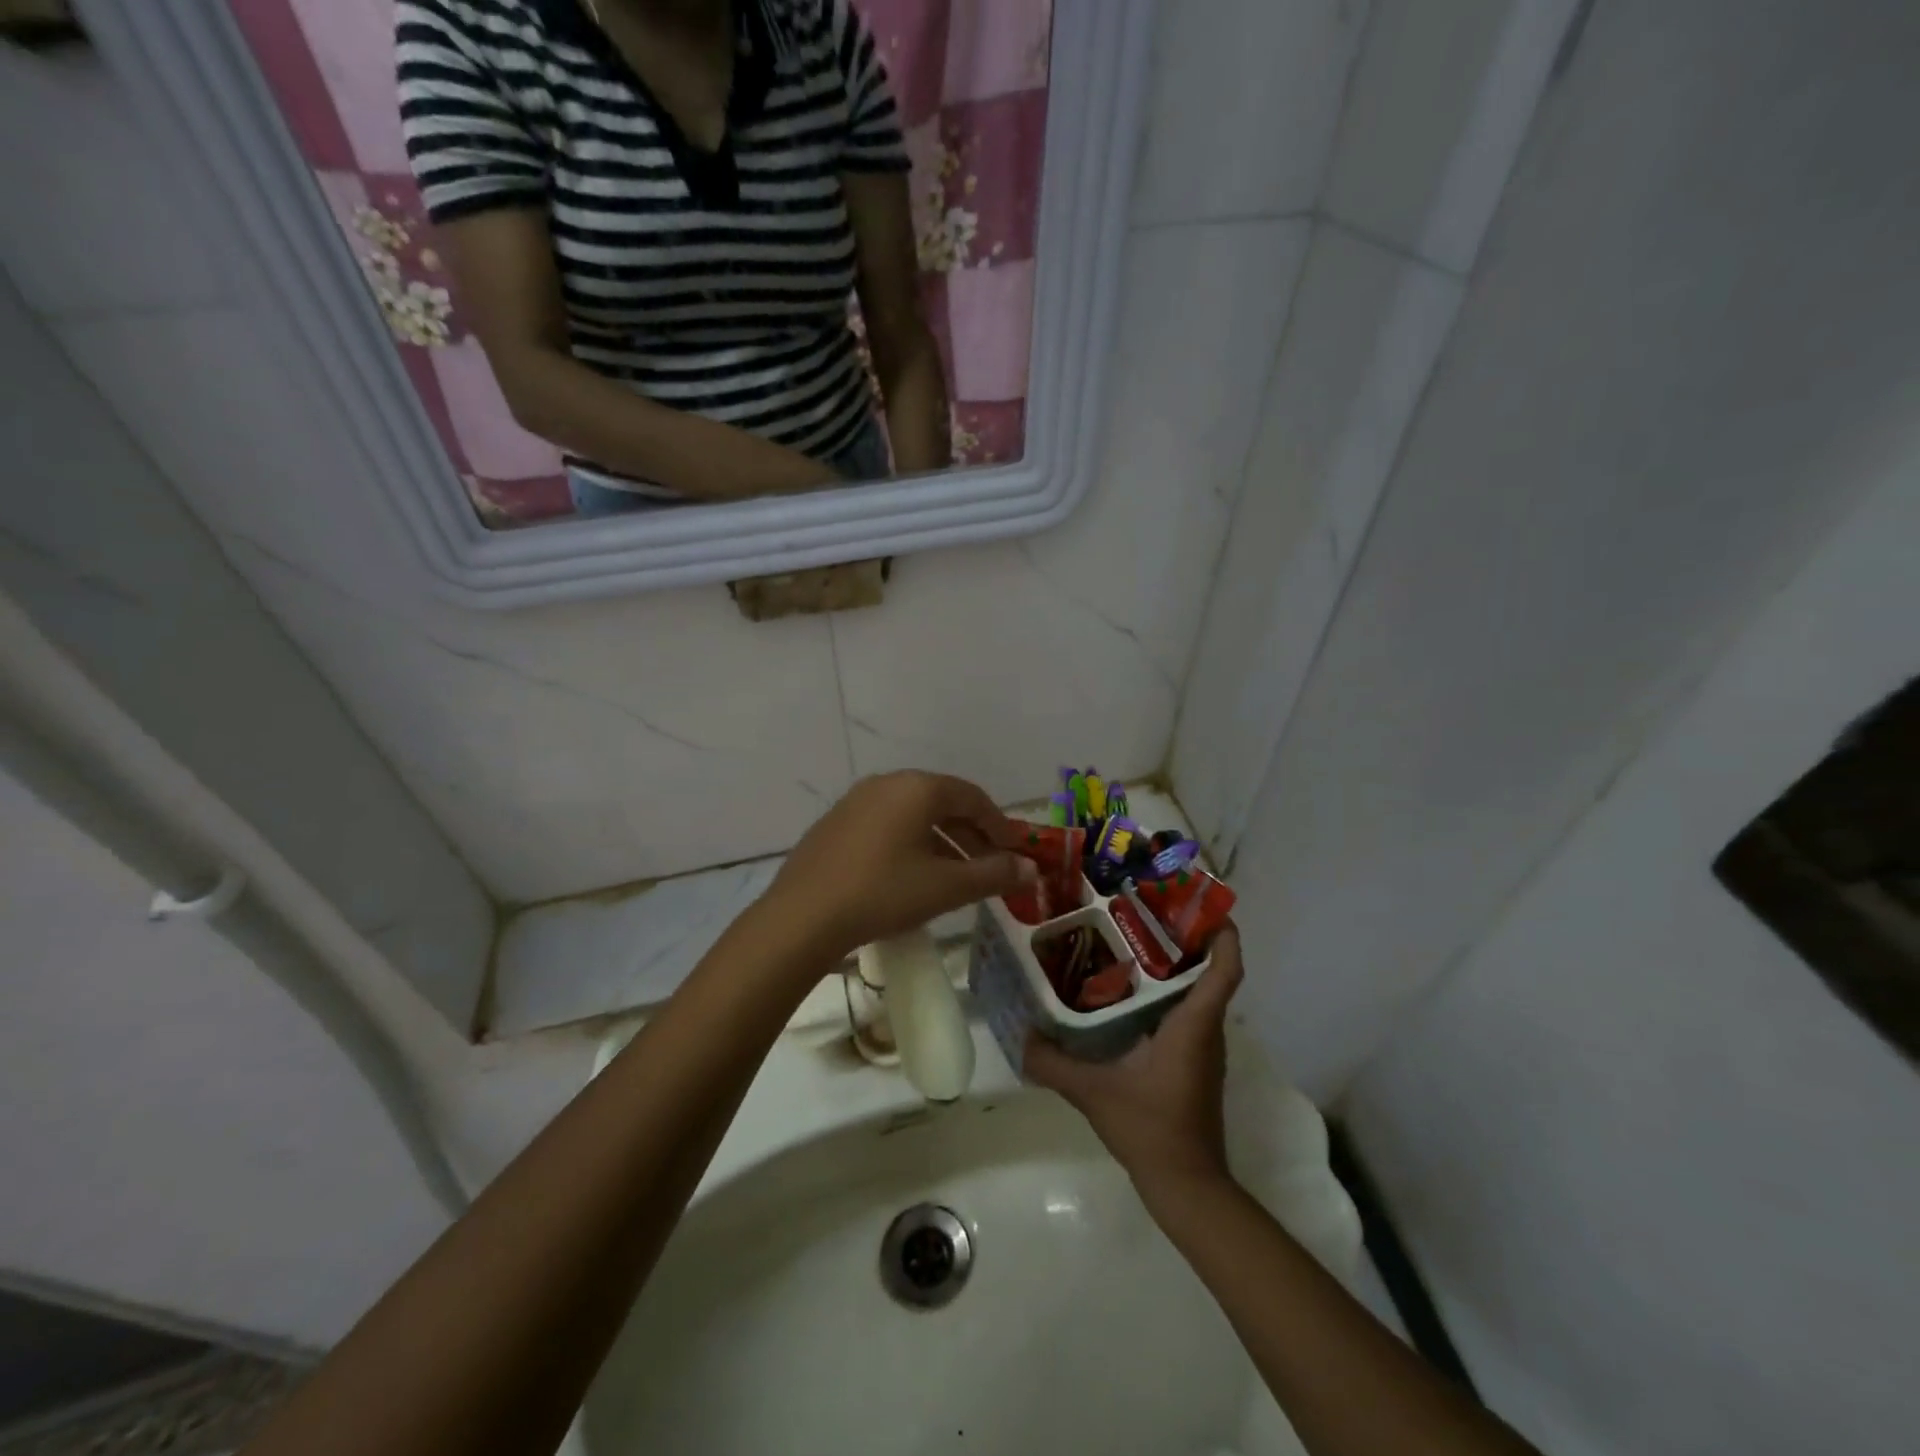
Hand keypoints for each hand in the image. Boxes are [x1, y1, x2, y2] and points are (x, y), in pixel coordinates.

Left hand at [763, 772, 1034, 960]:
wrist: (802, 916)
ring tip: (955, 876)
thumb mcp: (945, 887)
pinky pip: (886, 825)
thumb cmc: (883, 893)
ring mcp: (856, 801)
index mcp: (917, 788)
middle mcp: (887, 783)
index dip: (999, 825)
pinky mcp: (835, 823)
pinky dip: (910, 844)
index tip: (1014, 853)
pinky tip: (911, 876)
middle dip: (971, 835)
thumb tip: (1031, 869)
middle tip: (989, 868)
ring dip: (941, 841)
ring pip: (913, 815)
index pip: (972, 797)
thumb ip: (993, 875)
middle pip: (942, 803)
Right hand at [1025, 927, 1245, 1194]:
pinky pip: (1187, 1014)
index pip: (1225, 970)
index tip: (1202, 905)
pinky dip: (1167, 995)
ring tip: (1131, 943)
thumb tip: (1021, 1037)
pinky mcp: (1193, 1065)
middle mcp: (1205, 1031)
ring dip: (1176, 967)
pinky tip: (1128, 995)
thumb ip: (1054, 1064)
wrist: (1187, 1186)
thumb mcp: (1094, 1093)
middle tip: (1145, 912)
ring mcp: (1202, 1049)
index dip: (1223, 935)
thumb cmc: (1151, 1128)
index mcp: (1193, 1025)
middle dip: (1186, 939)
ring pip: (1198, 994)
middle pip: (1209, 972)